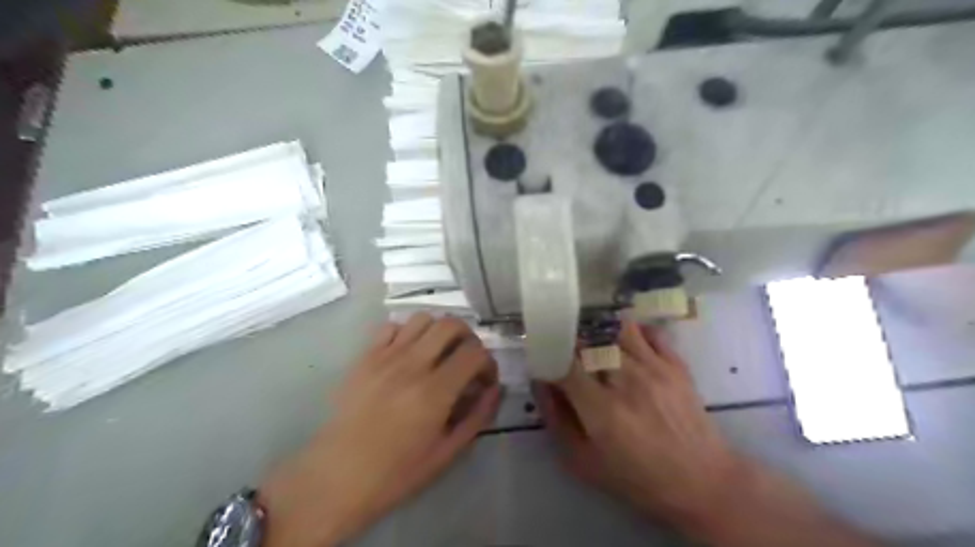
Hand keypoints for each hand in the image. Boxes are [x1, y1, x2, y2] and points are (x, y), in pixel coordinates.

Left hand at [261, 315, 501, 543]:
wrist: (337, 476)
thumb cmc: (396, 473)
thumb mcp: (446, 453)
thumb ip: (477, 417)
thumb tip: (495, 388)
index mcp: (435, 392)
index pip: (475, 353)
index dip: (488, 363)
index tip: (484, 380)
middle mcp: (412, 365)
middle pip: (451, 324)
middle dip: (468, 338)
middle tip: (466, 360)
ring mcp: (385, 357)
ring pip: (423, 318)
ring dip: (439, 331)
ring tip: (438, 354)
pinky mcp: (365, 357)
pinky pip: (391, 326)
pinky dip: (408, 332)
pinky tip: (408, 354)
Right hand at [532, 320, 746, 529]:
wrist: (701, 482)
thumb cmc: (637, 477)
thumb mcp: (584, 462)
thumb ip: (557, 421)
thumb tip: (541, 383)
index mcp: (601, 409)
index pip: (565, 363)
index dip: (550, 356)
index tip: (546, 359)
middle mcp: (626, 380)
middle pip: (590, 341)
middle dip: (573, 342)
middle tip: (570, 351)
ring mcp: (654, 368)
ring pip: (618, 329)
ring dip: (601, 331)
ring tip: (596, 341)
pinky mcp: (676, 365)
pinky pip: (650, 331)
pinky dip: (634, 330)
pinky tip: (626, 340)